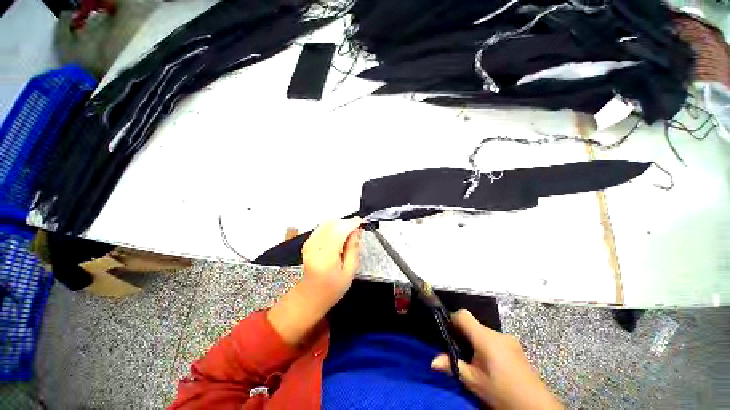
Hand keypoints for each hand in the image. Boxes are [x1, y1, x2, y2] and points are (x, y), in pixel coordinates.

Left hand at [301, 217, 362, 308]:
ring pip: (326, 223)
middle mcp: (314, 247)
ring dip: (339, 225)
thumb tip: (357, 231)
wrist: (310, 297)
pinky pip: (321, 227)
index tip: (361, 221)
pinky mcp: (306, 243)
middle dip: (346, 223)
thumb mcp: (349, 272)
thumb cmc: (332, 288)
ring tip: (347, 236)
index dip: (351, 223)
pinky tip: (337, 237)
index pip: (339, 231)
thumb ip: (353, 249)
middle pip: (332, 224)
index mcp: (326, 257)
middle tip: (355, 232)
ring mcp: (308, 244)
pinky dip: (331, 228)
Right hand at [431, 310, 562, 409]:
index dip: (452, 320)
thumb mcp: (474, 382)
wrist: (536, 407)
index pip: (463, 315)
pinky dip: (487, 347)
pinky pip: (495, 340)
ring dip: (476, 343)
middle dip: (464, 335)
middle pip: (474, 325)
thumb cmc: (502, 392)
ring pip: (484, 333)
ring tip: (476, 363)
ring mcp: (510, 340)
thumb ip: (453, 366)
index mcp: (485, 337)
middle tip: (460, 354)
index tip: (448, 333)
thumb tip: (432, 361)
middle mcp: (498, 333)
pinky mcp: (517, 348)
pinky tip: (491, 366)